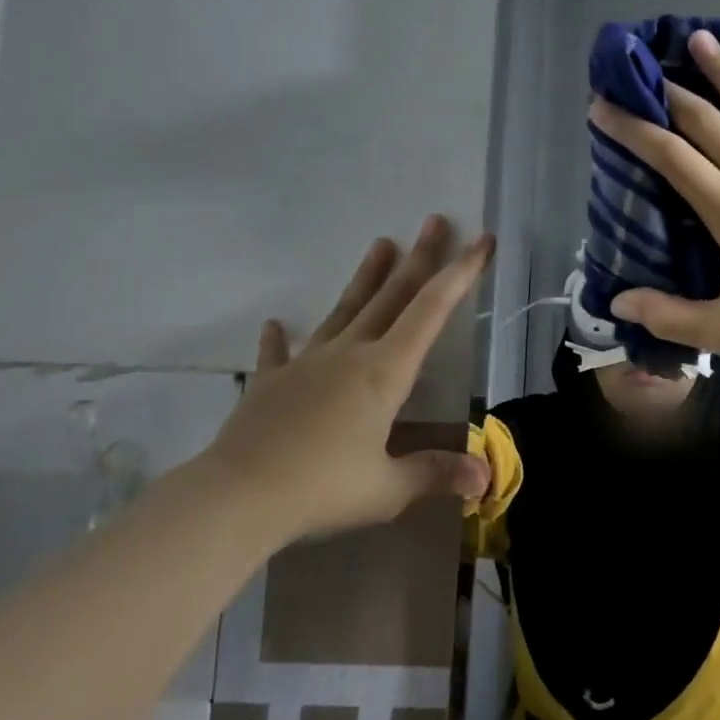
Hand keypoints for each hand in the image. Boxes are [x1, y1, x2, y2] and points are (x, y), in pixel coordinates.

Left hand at [206, 217, 493, 540]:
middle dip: (419, 258)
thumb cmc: (320, 489)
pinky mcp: (271, 383)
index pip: (432, 310)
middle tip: (435, 221)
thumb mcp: (387, 488)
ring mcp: (307, 364)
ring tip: (381, 243)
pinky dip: (281, 338)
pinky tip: (277, 323)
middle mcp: (350, 354)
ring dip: (367, 277)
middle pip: (392, 296)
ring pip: (345, 310)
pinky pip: (280, 354)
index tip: (481, 242)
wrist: (234, 499)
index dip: (460, 274)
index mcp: (384, 372)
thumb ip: (436, 474)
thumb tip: (485, 480)